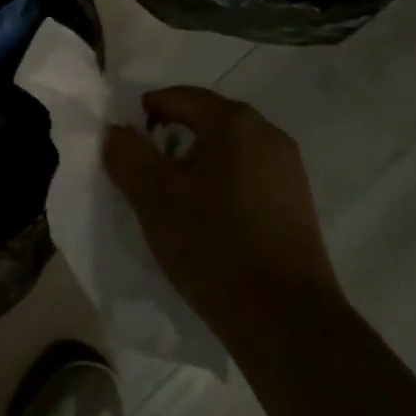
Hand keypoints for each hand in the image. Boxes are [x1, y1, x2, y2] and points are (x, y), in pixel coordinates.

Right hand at [103, 87, 343, 336]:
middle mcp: (268, 134)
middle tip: (144, 172)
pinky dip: (222, 186)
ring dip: (196, 164)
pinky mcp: (298, 204)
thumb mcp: (151, 195)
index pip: (178, 97)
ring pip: (228, 151)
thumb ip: (125, 151)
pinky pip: (248, 177)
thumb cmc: (211, 243)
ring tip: (173, 200)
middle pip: (206, 120)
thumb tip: (117, 130)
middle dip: (170, 139)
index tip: (125, 146)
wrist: (284, 318)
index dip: (144, 114)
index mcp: (235, 121)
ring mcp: (289, 170)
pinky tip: (209, 221)